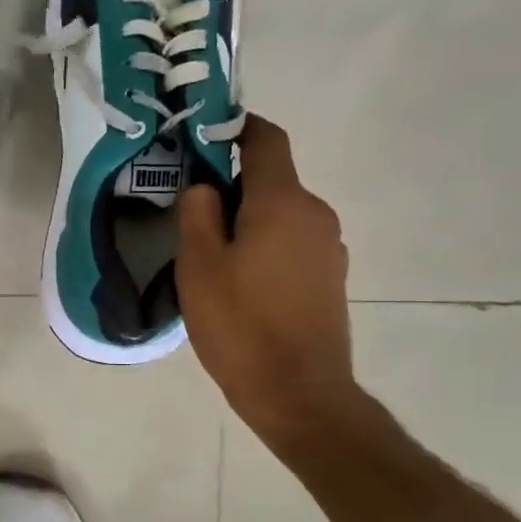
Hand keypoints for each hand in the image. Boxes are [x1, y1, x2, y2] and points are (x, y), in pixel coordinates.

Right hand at [177, 116, 360, 441]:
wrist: (299, 393)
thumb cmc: (241, 325)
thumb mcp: (199, 266)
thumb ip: (198, 213)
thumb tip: (206, 187)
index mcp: (283, 202)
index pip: (266, 140)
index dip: (237, 127)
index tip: (205, 134)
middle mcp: (315, 214)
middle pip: (271, 181)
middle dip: (232, 187)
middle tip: (190, 214)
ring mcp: (329, 248)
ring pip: (280, 216)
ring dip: (247, 222)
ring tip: (210, 256)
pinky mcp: (330, 279)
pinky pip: (291, 245)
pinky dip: (264, 247)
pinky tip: (239, 284)